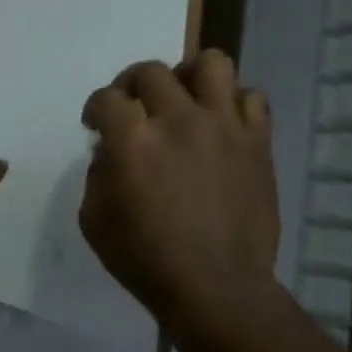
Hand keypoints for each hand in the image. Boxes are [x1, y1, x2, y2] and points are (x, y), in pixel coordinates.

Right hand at [79, 50, 280, 339]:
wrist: (217, 288)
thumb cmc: (146, 260)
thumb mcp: (94, 220)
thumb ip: (96, 174)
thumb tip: (111, 150)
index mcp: (133, 140)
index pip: (107, 98)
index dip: (96, 109)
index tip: (96, 124)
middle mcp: (178, 120)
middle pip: (150, 71)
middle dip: (132, 86)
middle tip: (134, 109)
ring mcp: (223, 126)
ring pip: (210, 63)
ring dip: (189, 77)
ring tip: (184, 100)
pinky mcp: (257, 141)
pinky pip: (251, 97)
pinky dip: (232, 105)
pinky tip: (221, 126)